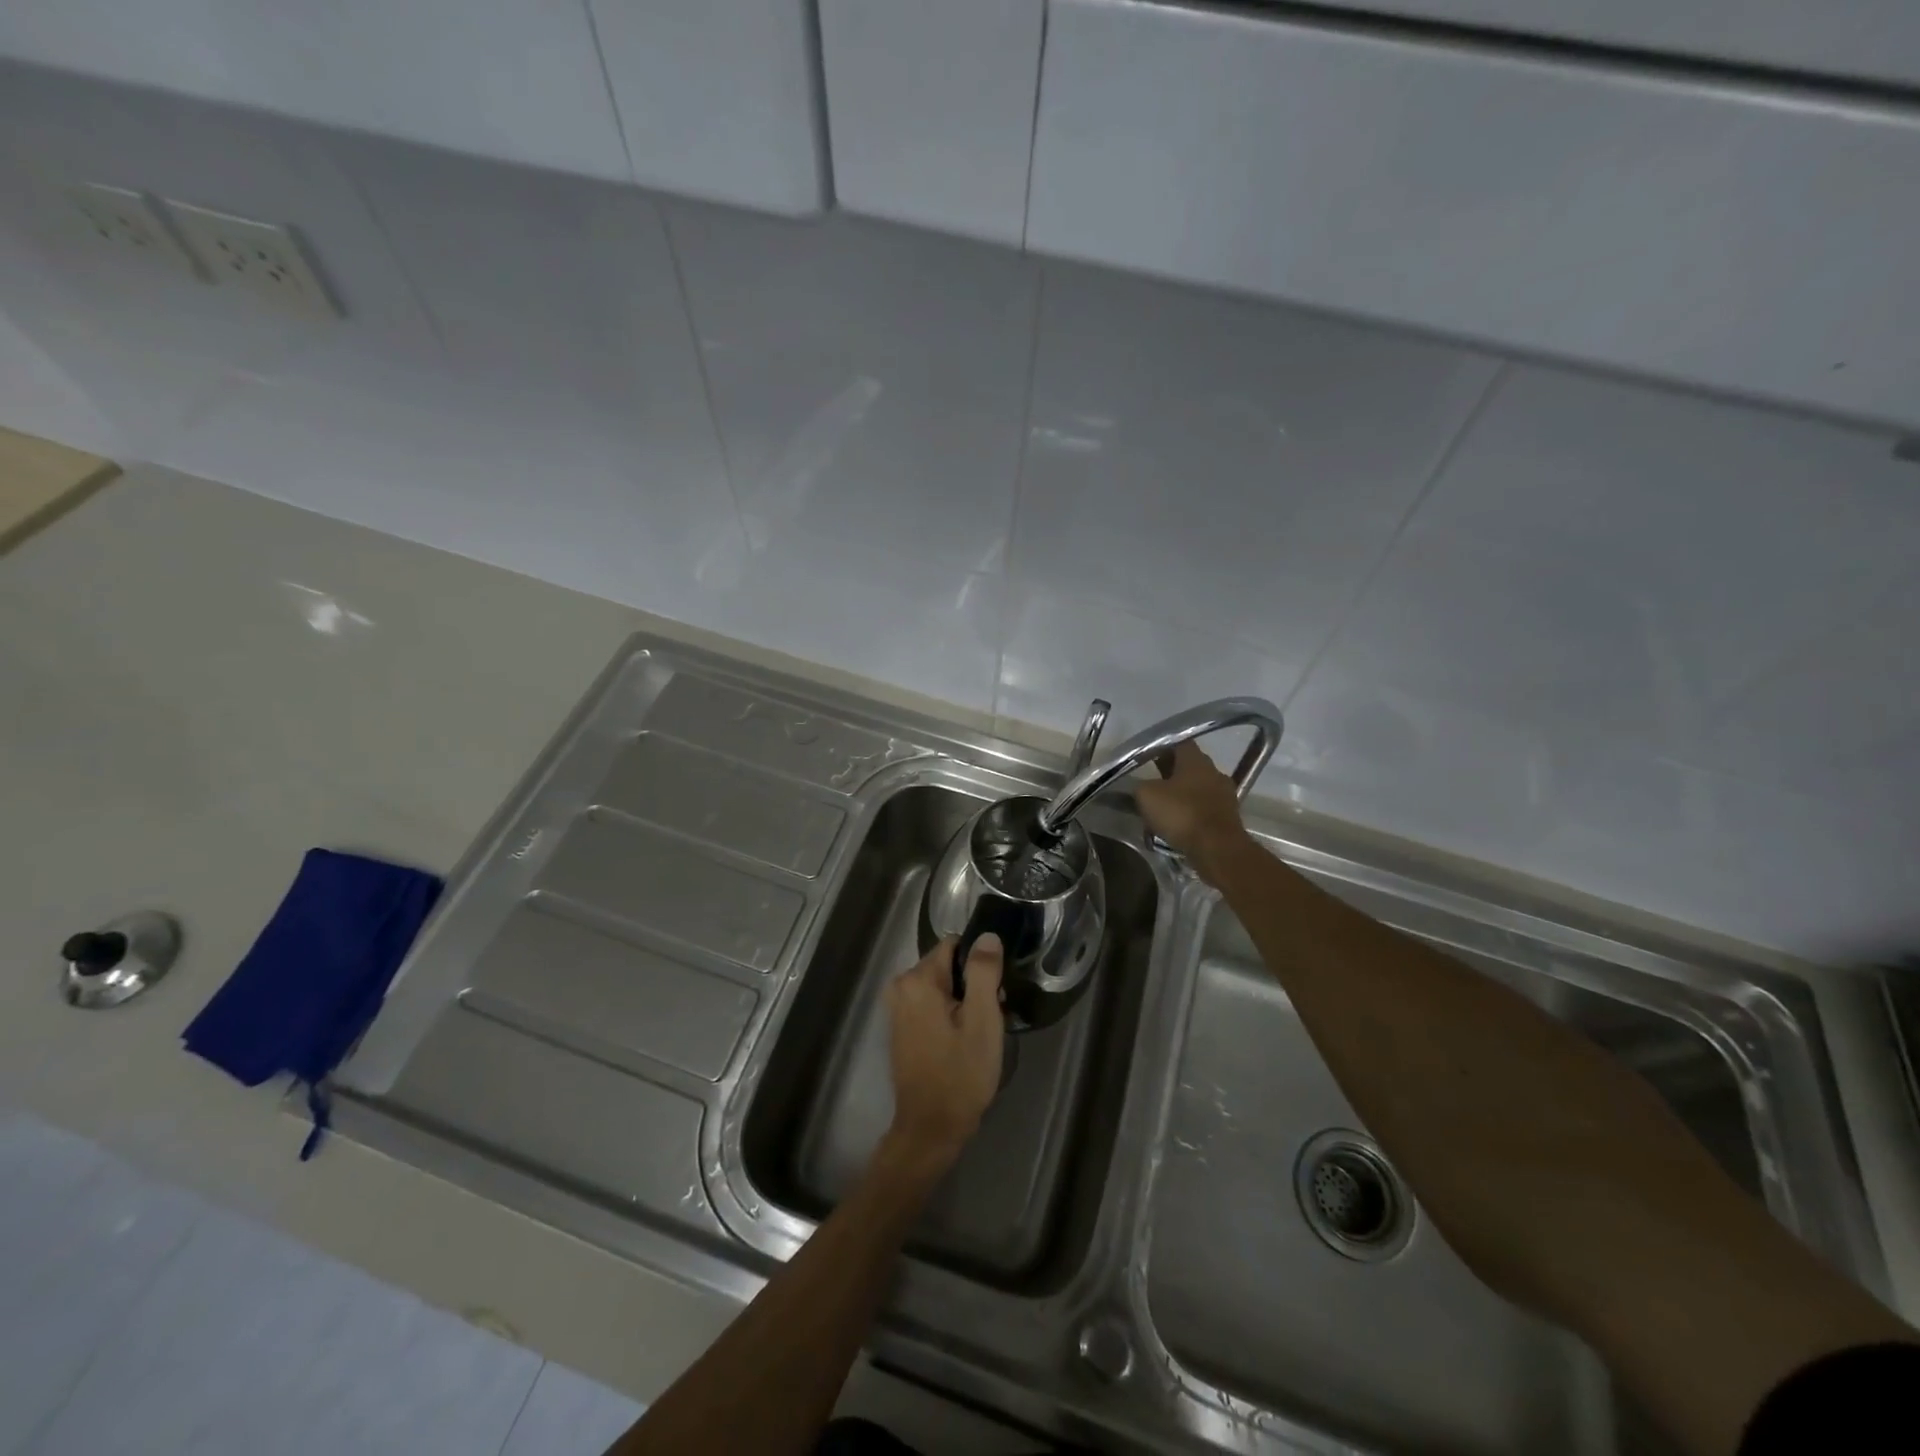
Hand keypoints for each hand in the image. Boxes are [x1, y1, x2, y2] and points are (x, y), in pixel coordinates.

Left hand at [884, 935, 1005, 1169]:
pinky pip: (930, 1004)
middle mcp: (901, 986)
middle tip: (991, 1016)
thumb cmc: (960, 1074)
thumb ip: (984, 972)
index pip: (955, 945)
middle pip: (947, 966)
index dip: (980, 963)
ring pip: (941, 986)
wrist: (930, 1128)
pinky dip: (948, 1014)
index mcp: (918, 979)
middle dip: (971, 984)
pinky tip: (963, 1040)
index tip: (995, 990)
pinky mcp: (900, 1027)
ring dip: (962, 1001)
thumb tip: (987, 936)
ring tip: (979, 1032)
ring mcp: (897, 1008)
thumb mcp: (982, 1021)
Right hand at [1135, 741, 1252, 885]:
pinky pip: (1204, 808)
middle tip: (1150, 782)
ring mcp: (1225, 794)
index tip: (1147, 756)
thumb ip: (1141, 785)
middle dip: (1169, 772)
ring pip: (1197, 788)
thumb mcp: (1146, 795)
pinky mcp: (1228, 817)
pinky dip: (1191, 813)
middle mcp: (1214, 771)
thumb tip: (1142, 786)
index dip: (1161, 747)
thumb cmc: (1181, 813)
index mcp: (1195, 759)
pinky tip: (1177, 825)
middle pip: (1189, 766)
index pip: (1178, 742)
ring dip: (1181, 794)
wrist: (1217, 848)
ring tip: (1162, 807)